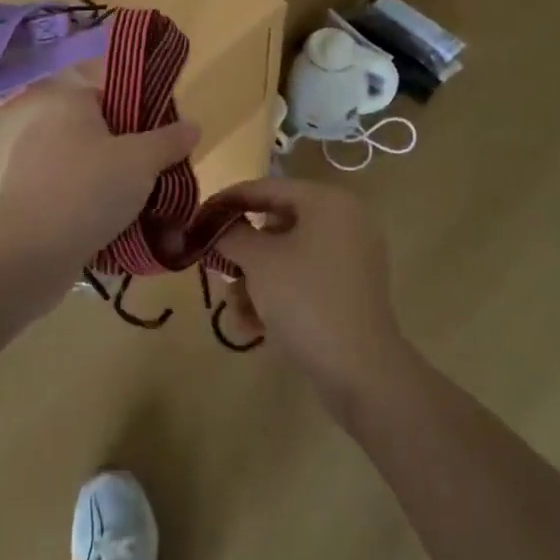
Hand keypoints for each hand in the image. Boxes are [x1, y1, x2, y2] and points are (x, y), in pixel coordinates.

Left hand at [0, 86, 198, 297]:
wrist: (26, 254)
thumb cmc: (88, 191)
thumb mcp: (141, 161)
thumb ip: (169, 141)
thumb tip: (193, 125)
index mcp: (71, 105)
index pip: (115, 98)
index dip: (146, 118)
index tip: (169, 145)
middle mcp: (49, 129)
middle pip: (108, 139)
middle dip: (139, 165)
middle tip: (166, 186)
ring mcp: (37, 169)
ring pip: (95, 175)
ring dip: (123, 195)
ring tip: (153, 221)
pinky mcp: (32, 205)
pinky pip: (77, 202)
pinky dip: (99, 216)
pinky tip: (123, 238)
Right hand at [216, 178, 407, 403]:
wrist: (361, 371)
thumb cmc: (306, 299)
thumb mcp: (259, 261)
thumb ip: (232, 234)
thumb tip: (218, 226)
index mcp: (327, 202)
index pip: (268, 188)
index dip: (229, 200)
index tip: (198, 216)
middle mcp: (343, 222)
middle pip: (276, 225)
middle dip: (243, 253)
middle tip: (217, 268)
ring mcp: (350, 259)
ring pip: (287, 257)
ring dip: (255, 282)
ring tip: (236, 311)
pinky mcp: (349, 293)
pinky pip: (304, 280)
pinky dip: (277, 297)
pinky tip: (254, 327)